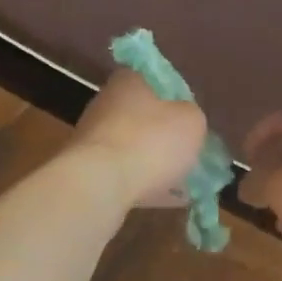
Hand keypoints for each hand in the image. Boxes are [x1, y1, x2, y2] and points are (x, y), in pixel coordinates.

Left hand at [70, 70, 207, 208]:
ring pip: (134, 148)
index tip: (192, 122)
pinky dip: (146, 184)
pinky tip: (167, 199)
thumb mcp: (192, 122)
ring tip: (183, 183)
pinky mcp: (89, 170)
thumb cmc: (151, 142)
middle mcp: (106, 103)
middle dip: (166, 136)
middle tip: (189, 154)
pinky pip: (126, 175)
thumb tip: (186, 120)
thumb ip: (192, 116)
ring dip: (156, 163)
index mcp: (130, 81)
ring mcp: (94, 138)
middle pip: (145, 118)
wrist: (101, 183)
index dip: (179, 101)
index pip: (158, 82)